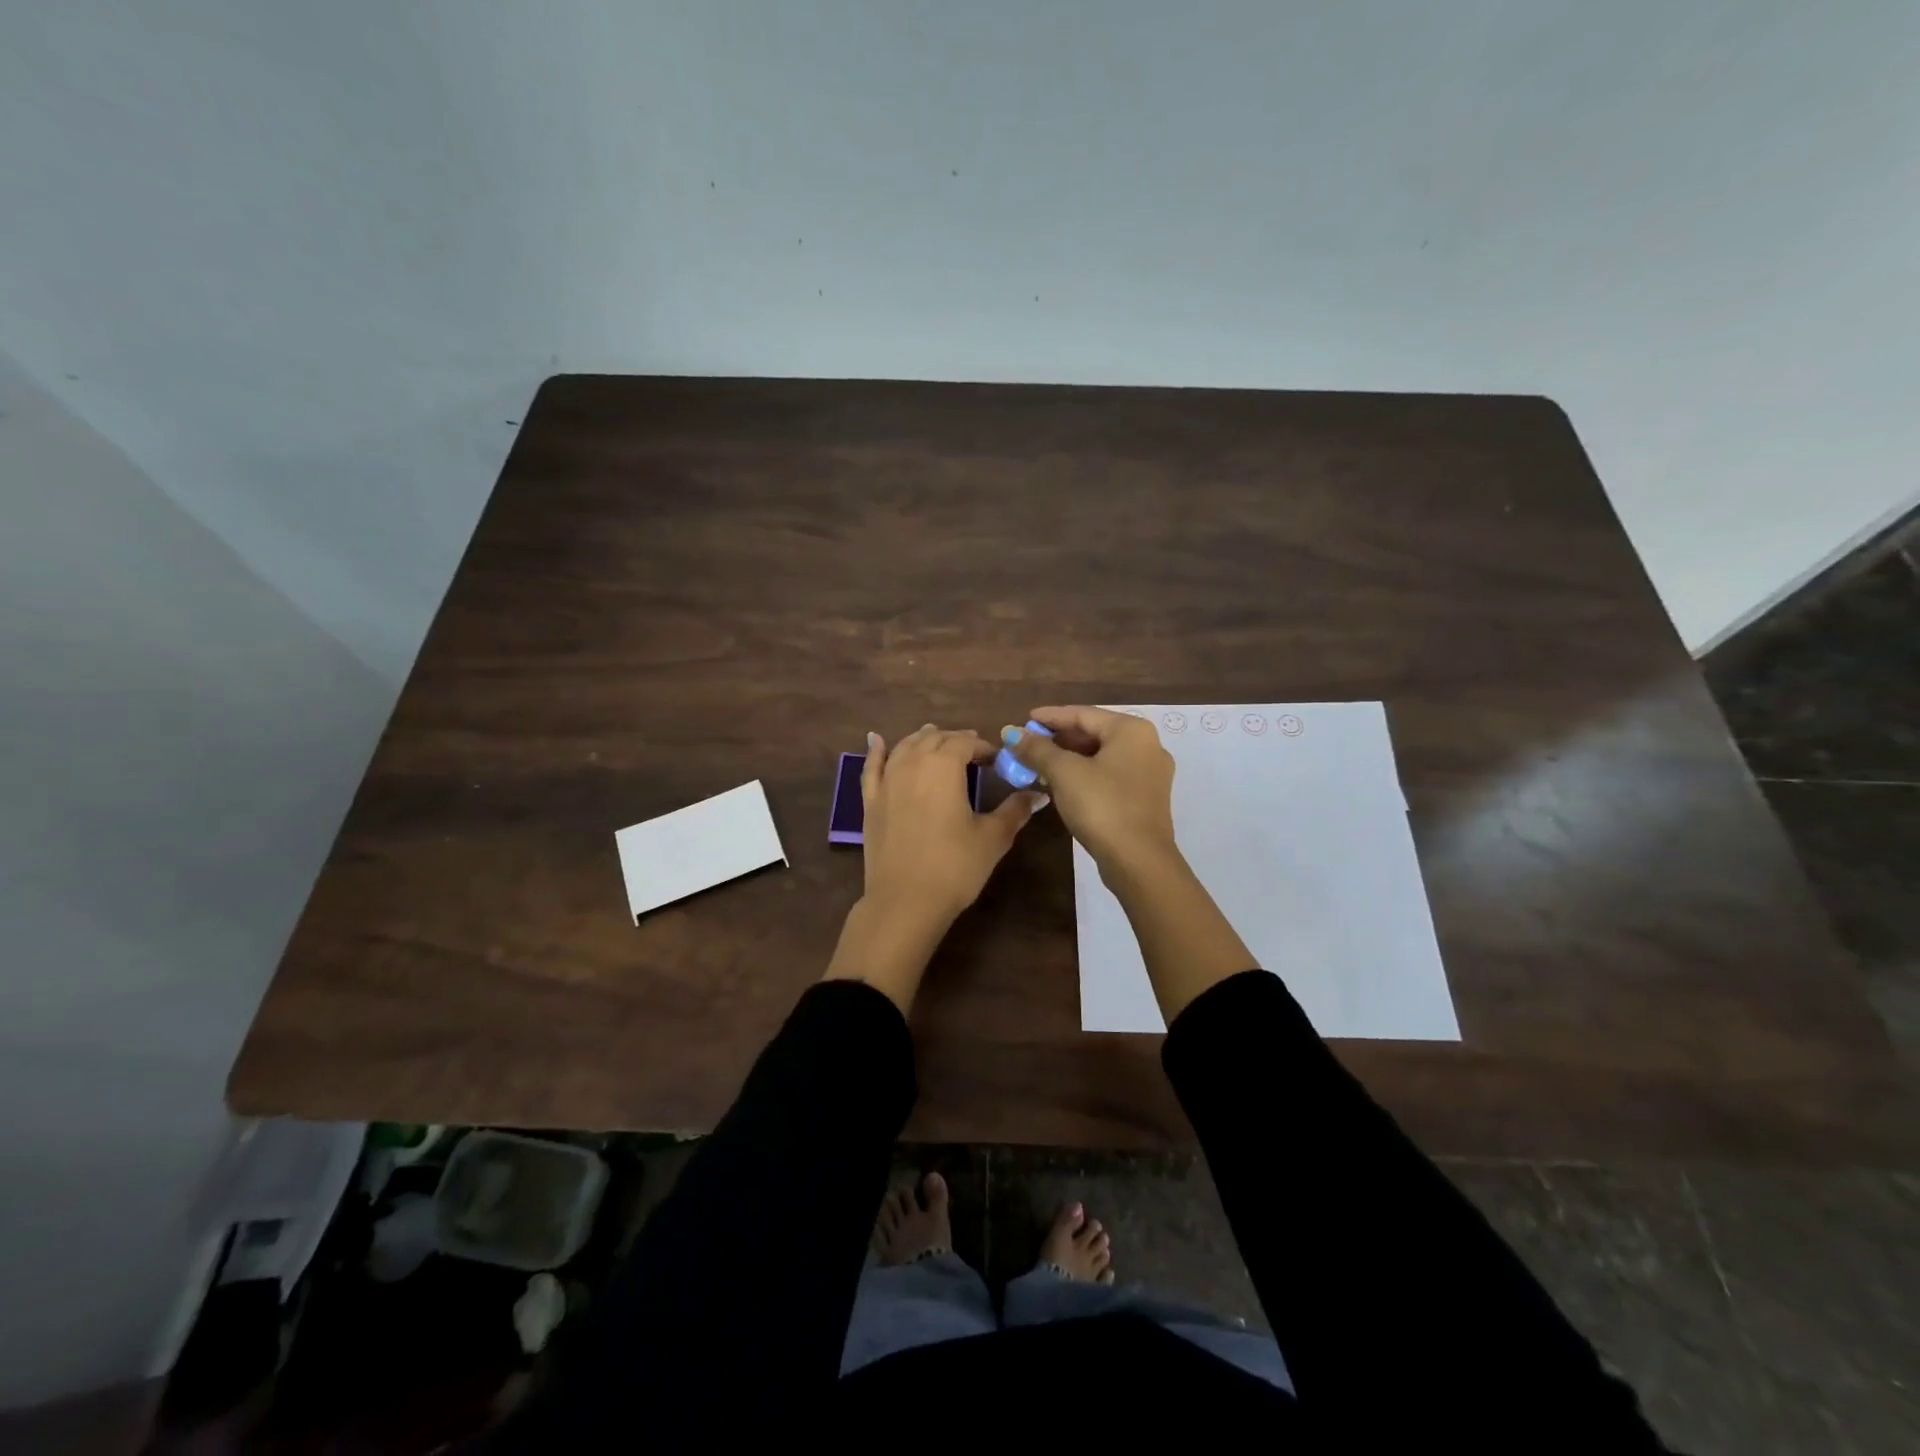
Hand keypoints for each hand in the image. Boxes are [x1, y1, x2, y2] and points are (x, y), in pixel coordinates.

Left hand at [859, 723, 1047, 929]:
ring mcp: (887, 781)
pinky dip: (876, 750)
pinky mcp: (870, 801)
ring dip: (922, 739)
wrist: (905, 900)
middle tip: (972, 751)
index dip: (983, 747)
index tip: (996, 760)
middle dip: (955, 740)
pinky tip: (875, 739)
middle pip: (934, 739)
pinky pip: (872, 767)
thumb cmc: (954, 866)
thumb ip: (1015, 810)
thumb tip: (1039, 794)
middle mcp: (913, 763)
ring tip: (935, 737)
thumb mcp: (993, 837)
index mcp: (944, 766)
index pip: (966, 742)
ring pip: (905, 747)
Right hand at [1002, 706, 1176, 872]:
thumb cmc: (1102, 806)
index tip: (1024, 721)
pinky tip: (1063, 785)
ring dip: (1070, 758)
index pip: (1083, 714)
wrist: (1139, 861)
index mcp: (1132, 730)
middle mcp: (1148, 745)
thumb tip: (1010, 732)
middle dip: (1059, 739)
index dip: (1050, 717)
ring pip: (1102, 756)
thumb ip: (1036, 749)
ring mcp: (1151, 774)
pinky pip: (1110, 775)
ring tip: (1040, 765)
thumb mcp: (1063, 773)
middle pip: (1094, 733)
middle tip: (1029, 745)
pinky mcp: (1146, 798)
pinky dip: (1086, 775)